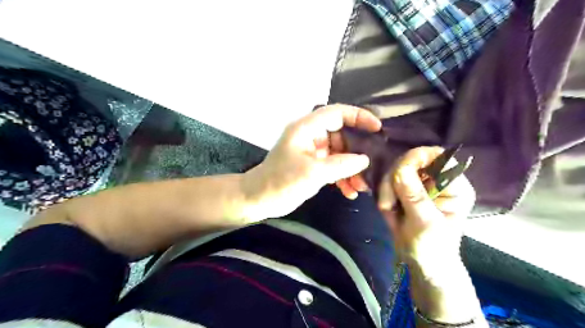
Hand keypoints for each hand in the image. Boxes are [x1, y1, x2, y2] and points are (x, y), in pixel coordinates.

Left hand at [244, 104, 384, 218]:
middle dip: (357, 152)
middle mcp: (310, 136)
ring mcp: (312, 151)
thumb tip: (365, 160)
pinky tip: (350, 192)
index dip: (358, 117)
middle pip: (342, 135)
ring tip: (362, 186)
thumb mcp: (312, 173)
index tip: (377, 129)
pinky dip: (343, 177)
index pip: (336, 113)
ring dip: (352, 169)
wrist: (258, 199)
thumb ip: (341, 164)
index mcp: (306, 128)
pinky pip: (333, 166)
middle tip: (372, 167)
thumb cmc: (281, 182)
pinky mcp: (312, 165)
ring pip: (340, 153)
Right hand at [379, 149, 473, 265]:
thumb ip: (414, 196)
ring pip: (395, 171)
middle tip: (388, 202)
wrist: (421, 265)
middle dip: (395, 179)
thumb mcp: (425, 223)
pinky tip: (387, 209)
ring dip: (386, 190)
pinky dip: (383, 194)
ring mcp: (418, 185)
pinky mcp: (404, 191)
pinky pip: (387, 182)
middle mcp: (436, 180)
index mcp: (453, 186)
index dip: (417, 158)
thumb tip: (400, 170)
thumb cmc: (432, 249)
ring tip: (388, 210)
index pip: (437, 156)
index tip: (399, 173)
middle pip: (411, 161)